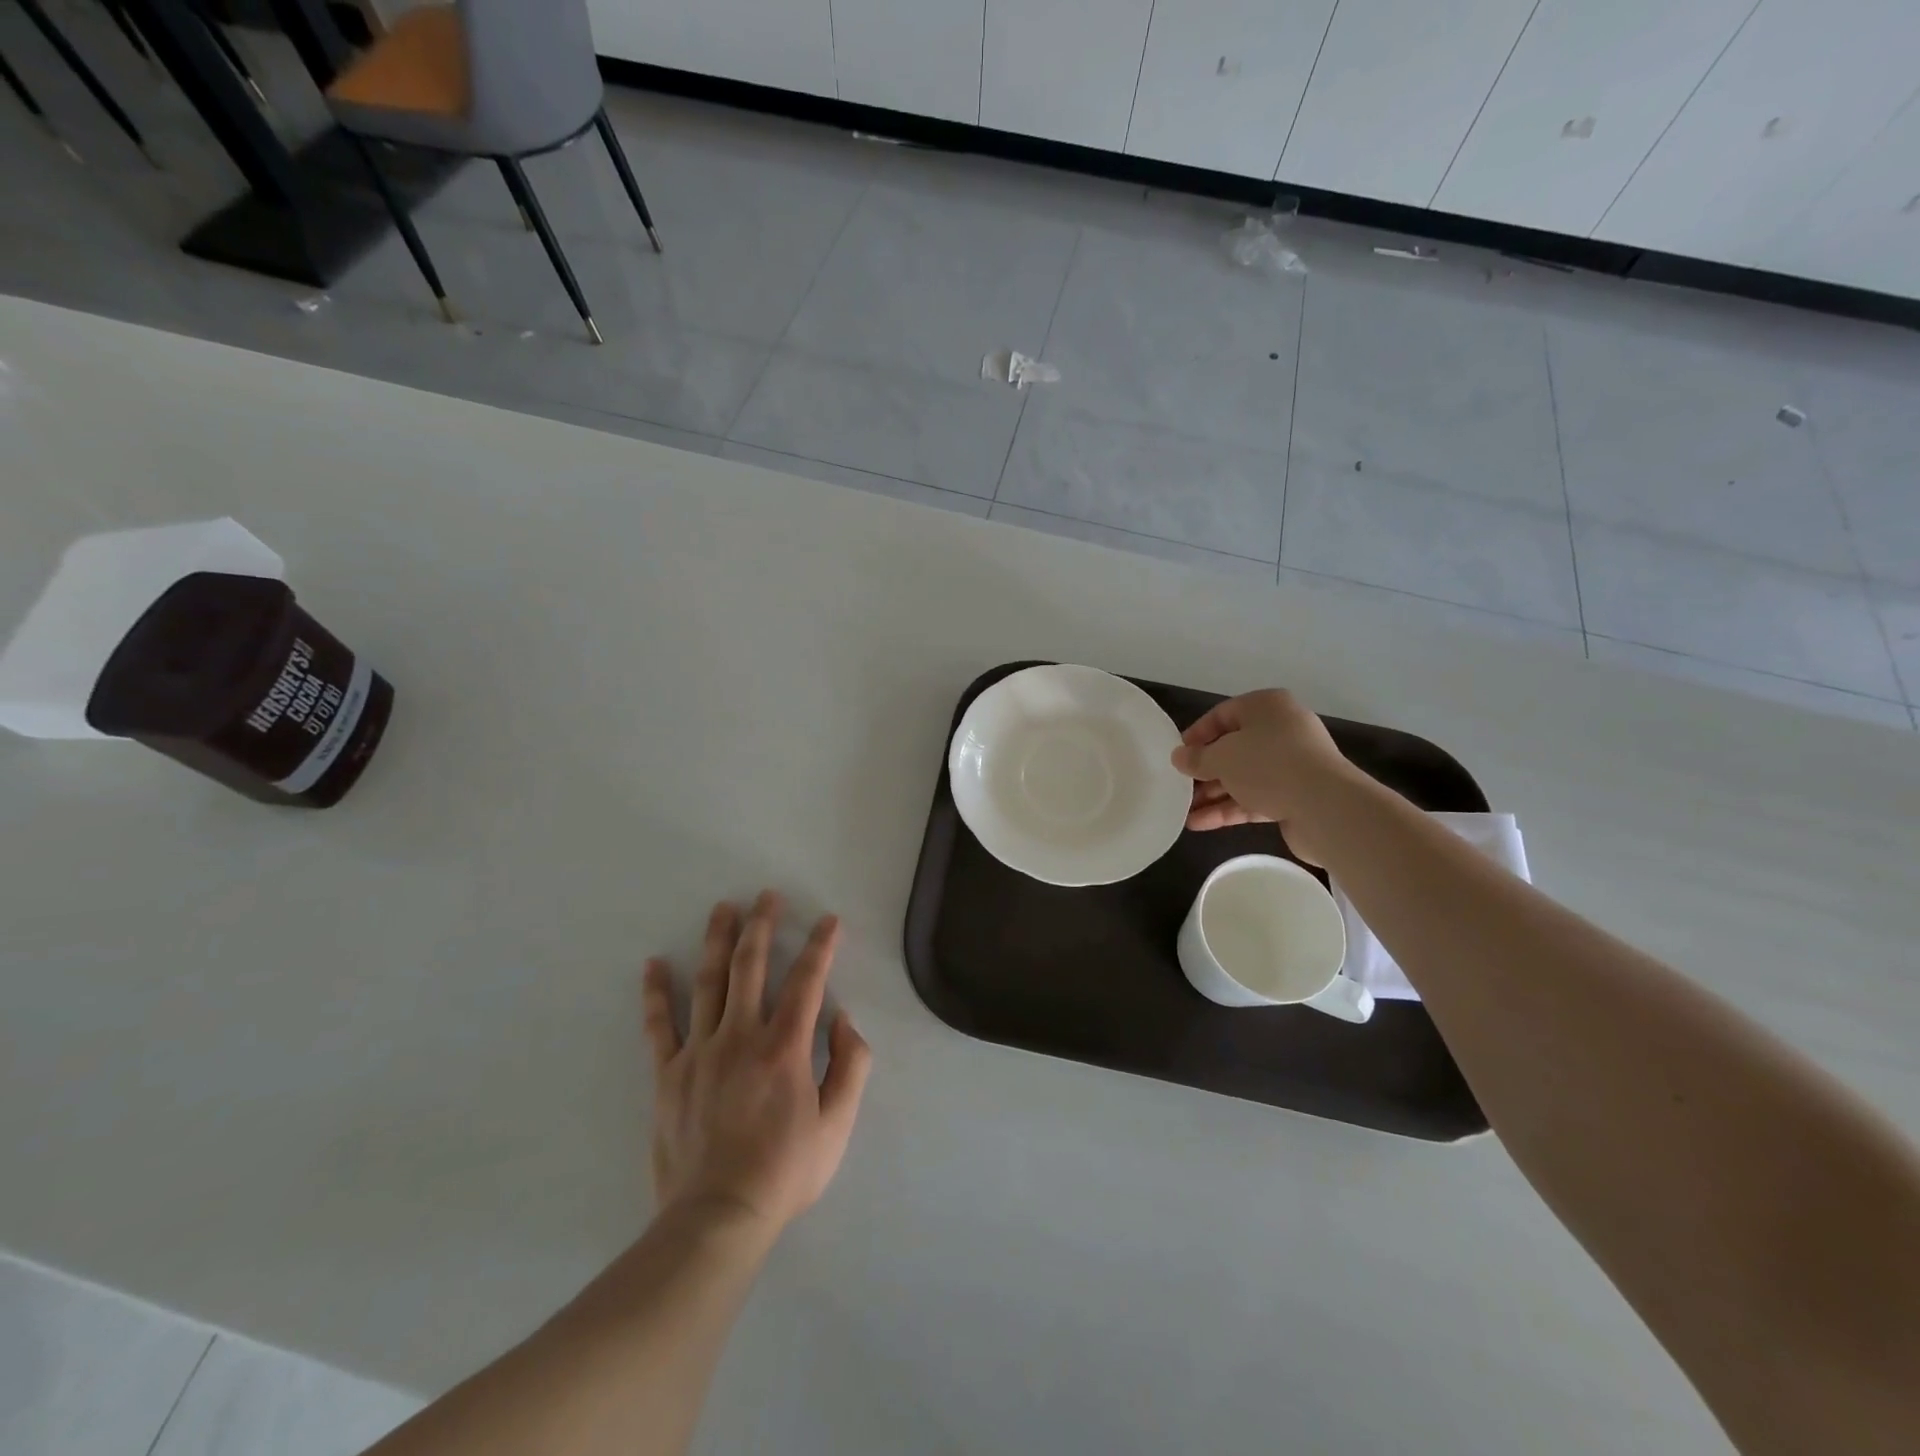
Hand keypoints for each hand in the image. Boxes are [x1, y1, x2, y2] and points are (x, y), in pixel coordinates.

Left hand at [643, 892, 871, 1238]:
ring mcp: (700, 1052)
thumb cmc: (784, 1172)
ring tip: (722, 908)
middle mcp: (741, 1037)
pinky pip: (660, 1026)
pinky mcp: (669, 1074)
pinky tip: (654, 964)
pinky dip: (657, 993)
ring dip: (717, 941)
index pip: (807, 981)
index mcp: (784, 1048)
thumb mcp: (837, 1126)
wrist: (716, 1219)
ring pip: (709, 983)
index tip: (828, 920)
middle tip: (766, 896)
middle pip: (751, 967)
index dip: (820, 946)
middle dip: (762, 926)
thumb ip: (851, 1067)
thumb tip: (844, 1020)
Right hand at [1170, 689, 1360, 863]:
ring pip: (1242, 776)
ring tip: (1183, 810)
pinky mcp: (1294, 796)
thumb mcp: (1222, 757)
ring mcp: (1291, 765)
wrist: (1325, 806)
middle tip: (1179, 786)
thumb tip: (1179, 757)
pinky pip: (1254, 798)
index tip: (1177, 756)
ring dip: (1212, 793)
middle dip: (1204, 770)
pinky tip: (1199, 823)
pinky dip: (1228, 808)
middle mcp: (1281, 731)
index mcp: (1266, 707)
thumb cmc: (1268, 765)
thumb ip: (1197, 758)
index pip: (1223, 715)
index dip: (1196, 735)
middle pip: (1233, 748)